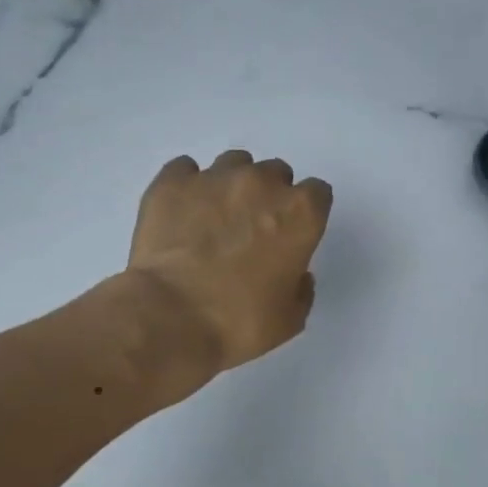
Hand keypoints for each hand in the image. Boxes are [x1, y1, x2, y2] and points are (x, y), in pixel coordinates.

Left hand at [126, 150, 333, 376]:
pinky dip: (187, 186)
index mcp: (300, 213)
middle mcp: (262, 183)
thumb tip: (294, 273)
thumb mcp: (290, 319)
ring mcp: (214, 177)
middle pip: (276, 173)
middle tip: (252, 230)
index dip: (305, 215)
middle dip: (269, 196)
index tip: (292, 235)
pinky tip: (180, 212)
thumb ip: (301, 287)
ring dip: (231, 186)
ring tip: (213, 218)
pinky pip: (185, 169)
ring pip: (233, 164)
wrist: (170, 317)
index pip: (317, 194)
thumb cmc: (239, 322)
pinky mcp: (172, 182)